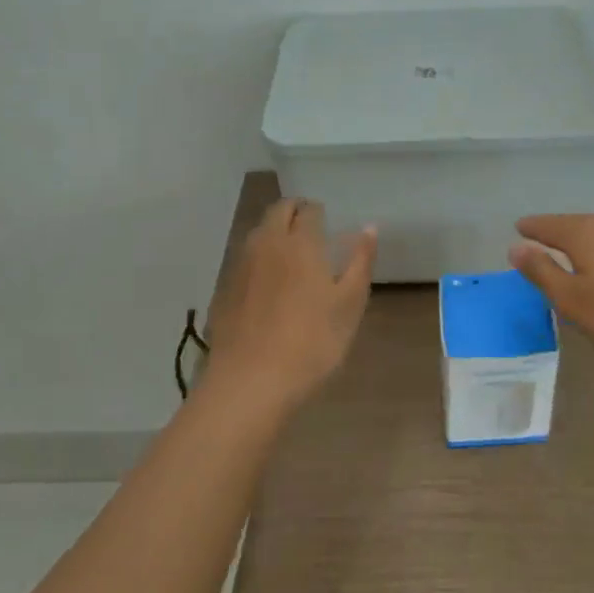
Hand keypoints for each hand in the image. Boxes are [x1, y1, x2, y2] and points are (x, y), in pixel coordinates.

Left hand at [205, 198, 376, 410]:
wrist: (250, 382)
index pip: (309, 209)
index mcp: (300, 242)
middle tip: (312, 231)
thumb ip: (360, 261)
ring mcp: (240, 265)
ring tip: (292, 256)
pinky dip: (259, 260)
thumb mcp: (350, 304)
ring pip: (258, 233)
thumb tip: (369, 227)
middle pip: (278, 211)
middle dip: (295, 212)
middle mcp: (267, 243)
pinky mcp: (224, 289)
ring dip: (274, 233)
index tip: (329, 224)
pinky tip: (268, 286)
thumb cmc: (312, 342)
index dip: (320, 213)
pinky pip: (244, 260)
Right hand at [509, 213, 593, 374]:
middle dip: (558, 232)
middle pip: (576, 224)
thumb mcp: (572, 300)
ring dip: (584, 241)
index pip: (548, 225)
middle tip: (541, 240)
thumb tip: (516, 247)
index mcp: (584, 233)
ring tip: (572, 253)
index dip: (532, 228)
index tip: (518, 228)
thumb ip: (542, 272)